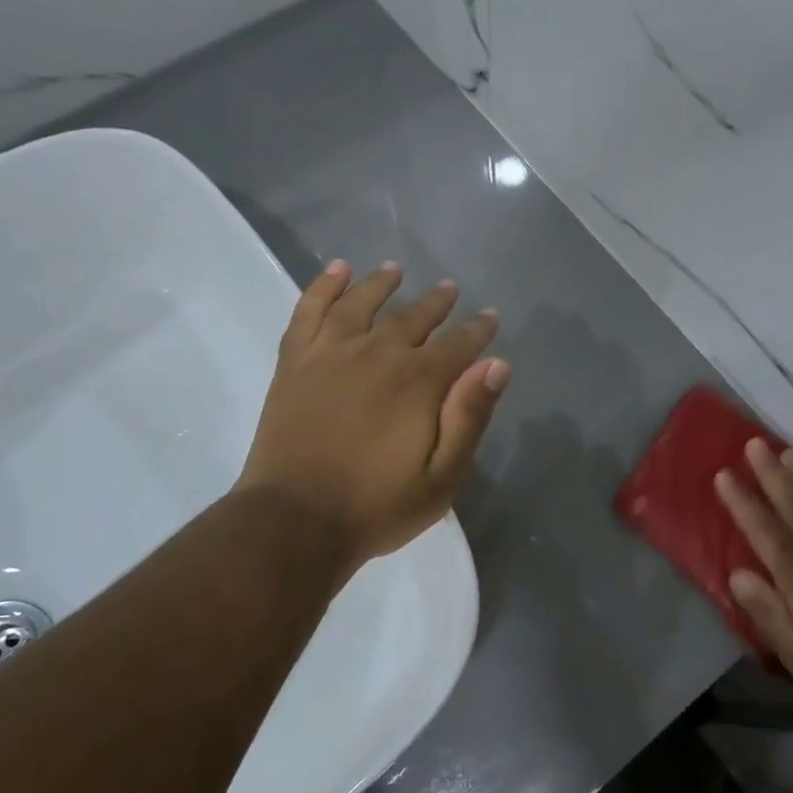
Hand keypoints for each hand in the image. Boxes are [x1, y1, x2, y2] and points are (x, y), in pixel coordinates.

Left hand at [237, 261, 508, 575]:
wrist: (295, 521)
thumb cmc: (377, 506)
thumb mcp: (442, 477)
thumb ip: (469, 417)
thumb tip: (497, 364)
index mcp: (418, 382)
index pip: (458, 344)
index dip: (478, 330)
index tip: (490, 317)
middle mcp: (377, 354)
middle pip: (413, 317)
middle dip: (437, 302)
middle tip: (450, 289)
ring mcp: (331, 353)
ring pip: (362, 303)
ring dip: (381, 284)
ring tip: (395, 270)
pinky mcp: (295, 362)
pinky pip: (309, 311)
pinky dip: (324, 287)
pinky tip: (336, 271)